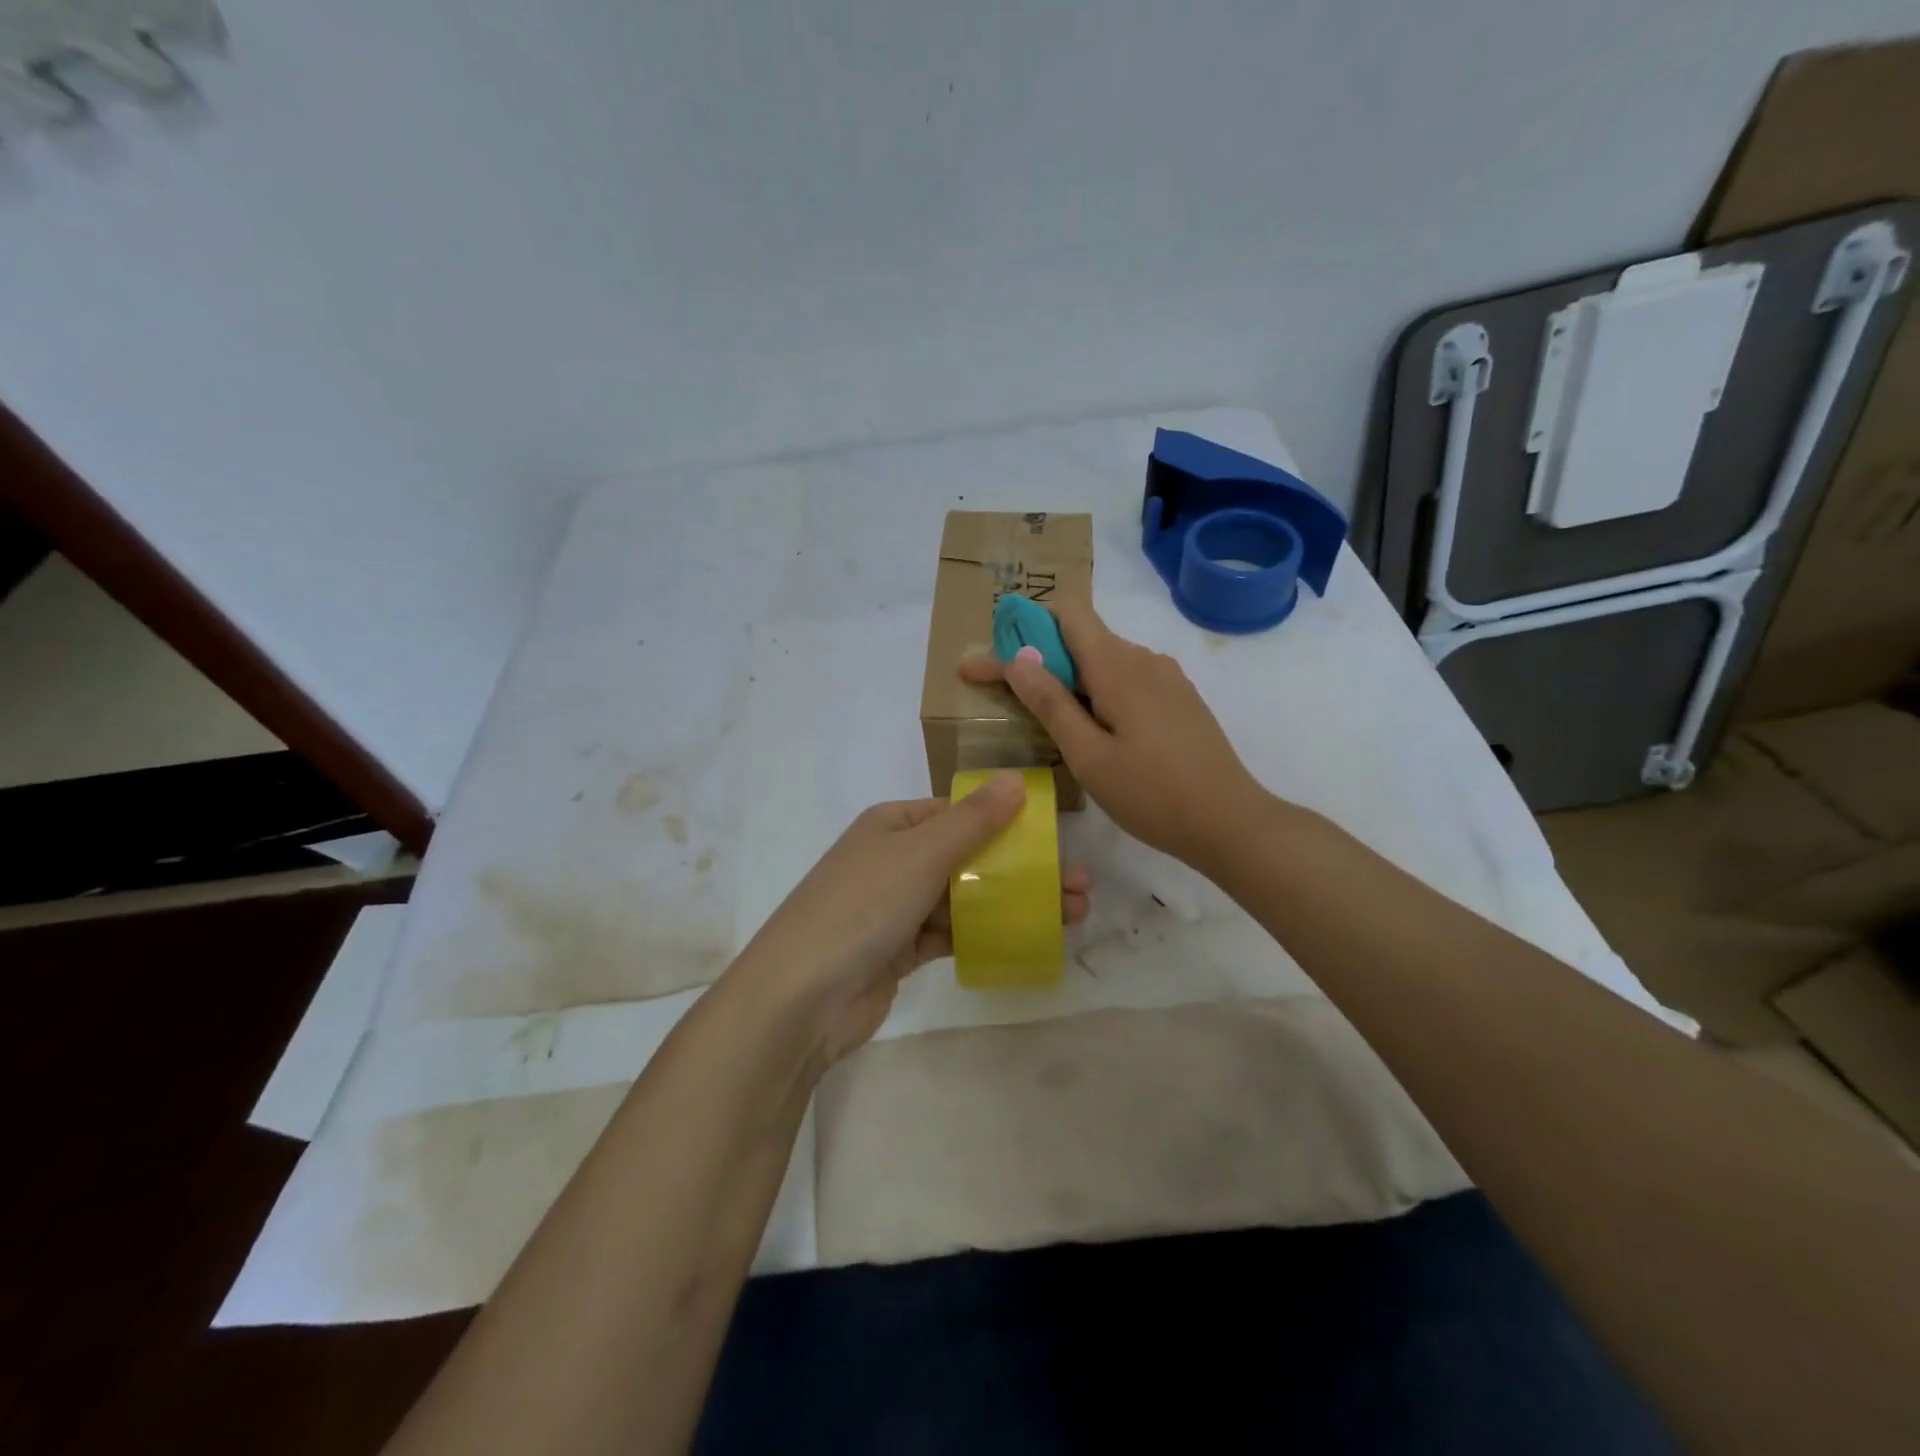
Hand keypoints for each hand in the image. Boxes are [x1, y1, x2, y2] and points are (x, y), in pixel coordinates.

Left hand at [729, 774, 1091, 1066]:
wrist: (801, 998)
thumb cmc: (861, 907)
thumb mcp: (920, 853)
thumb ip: (972, 819)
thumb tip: (1016, 780)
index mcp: (893, 825)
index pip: (959, 812)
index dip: (1009, 822)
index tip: (1055, 839)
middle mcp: (895, 859)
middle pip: (970, 856)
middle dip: (1024, 868)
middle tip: (1080, 885)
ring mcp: (897, 906)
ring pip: (967, 897)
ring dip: (1015, 902)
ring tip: (1072, 913)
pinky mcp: (901, 949)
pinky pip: (953, 933)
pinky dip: (987, 933)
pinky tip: (1030, 938)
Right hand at [961, 598, 1271, 869]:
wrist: (1229, 822)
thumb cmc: (1151, 794)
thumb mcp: (1089, 755)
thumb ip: (1051, 703)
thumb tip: (1016, 659)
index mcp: (1119, 666)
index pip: (1068, 613)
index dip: (1025, 627)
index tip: (993, 658)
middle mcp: (1144, 658)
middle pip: (1082, 638)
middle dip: (1038, 660)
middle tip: (1001, 695)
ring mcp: (1167, 678)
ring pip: (1105, 662)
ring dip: (1069, 680)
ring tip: (1045, 720)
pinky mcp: (1179, 699)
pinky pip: (1128, 680)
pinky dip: (1098, 694)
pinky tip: (1093, 731)